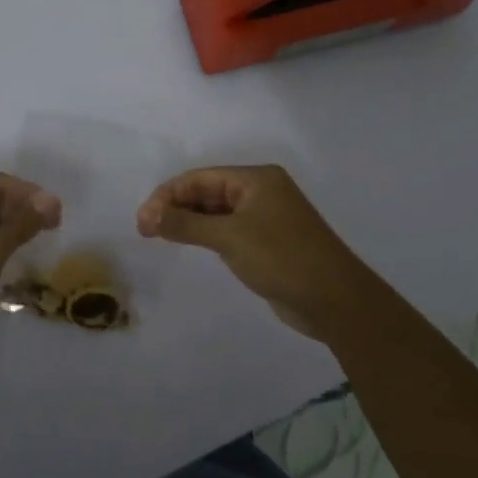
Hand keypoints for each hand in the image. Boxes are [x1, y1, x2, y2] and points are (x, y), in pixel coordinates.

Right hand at [136, 165, 379, 339]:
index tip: (143, 221)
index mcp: (256, 179)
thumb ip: (186, 224)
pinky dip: (206, 234)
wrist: (334, 299)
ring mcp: (267, 217)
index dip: (167, 195)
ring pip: (217, 211)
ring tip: (160, 237)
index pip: (200, 177)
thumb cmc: (282, 258)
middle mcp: (261, 191)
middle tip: (146, 231)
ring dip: (189, 221)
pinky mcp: (268, 242)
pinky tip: (190, 244)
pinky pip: (229, 230)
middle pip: (207, 191)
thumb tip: (148, 215)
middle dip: (175, 207)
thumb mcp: (229, 237)